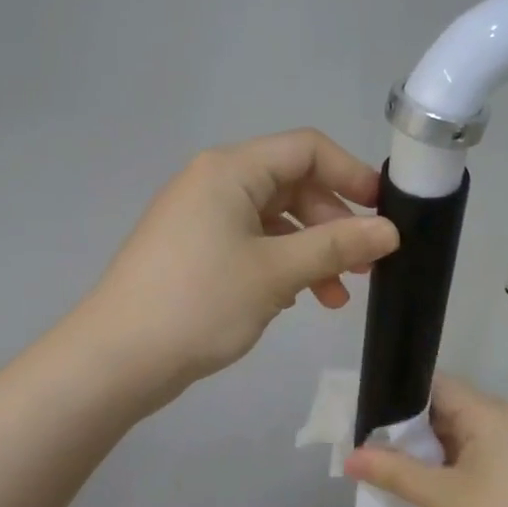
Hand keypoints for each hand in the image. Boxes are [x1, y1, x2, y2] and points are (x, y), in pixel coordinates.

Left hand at [78, 129, 400, 400]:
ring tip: (334, 299)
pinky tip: (293, 301)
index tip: (385, 213)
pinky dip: (279, 267)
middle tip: (363, 266)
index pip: (306, 149)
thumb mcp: (276, 272)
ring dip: (310, 253)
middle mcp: (213, 184)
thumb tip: (389, 230)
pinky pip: (249, 246)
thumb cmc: (200, 303)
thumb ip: (336, 246)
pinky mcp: (192, 253)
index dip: (351, 174)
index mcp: (230, 171)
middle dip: (333, 224)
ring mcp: (199, 220)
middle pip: (291, 185)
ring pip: (272, 222)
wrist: (118, 357)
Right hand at [344, 375, 507, 506]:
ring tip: (380, 462)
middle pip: (444, 409)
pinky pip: (469, 458)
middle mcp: (503, 422)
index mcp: (490, 413)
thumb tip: (349, 458)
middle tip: (364, 440)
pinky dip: (442, 467)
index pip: (436, 385)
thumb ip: (394, 472)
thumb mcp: (443, 497)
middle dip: (405, 427)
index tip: (364, 410)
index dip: (398, 395)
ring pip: (455, 436)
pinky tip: (414, 484)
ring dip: (422, 451)